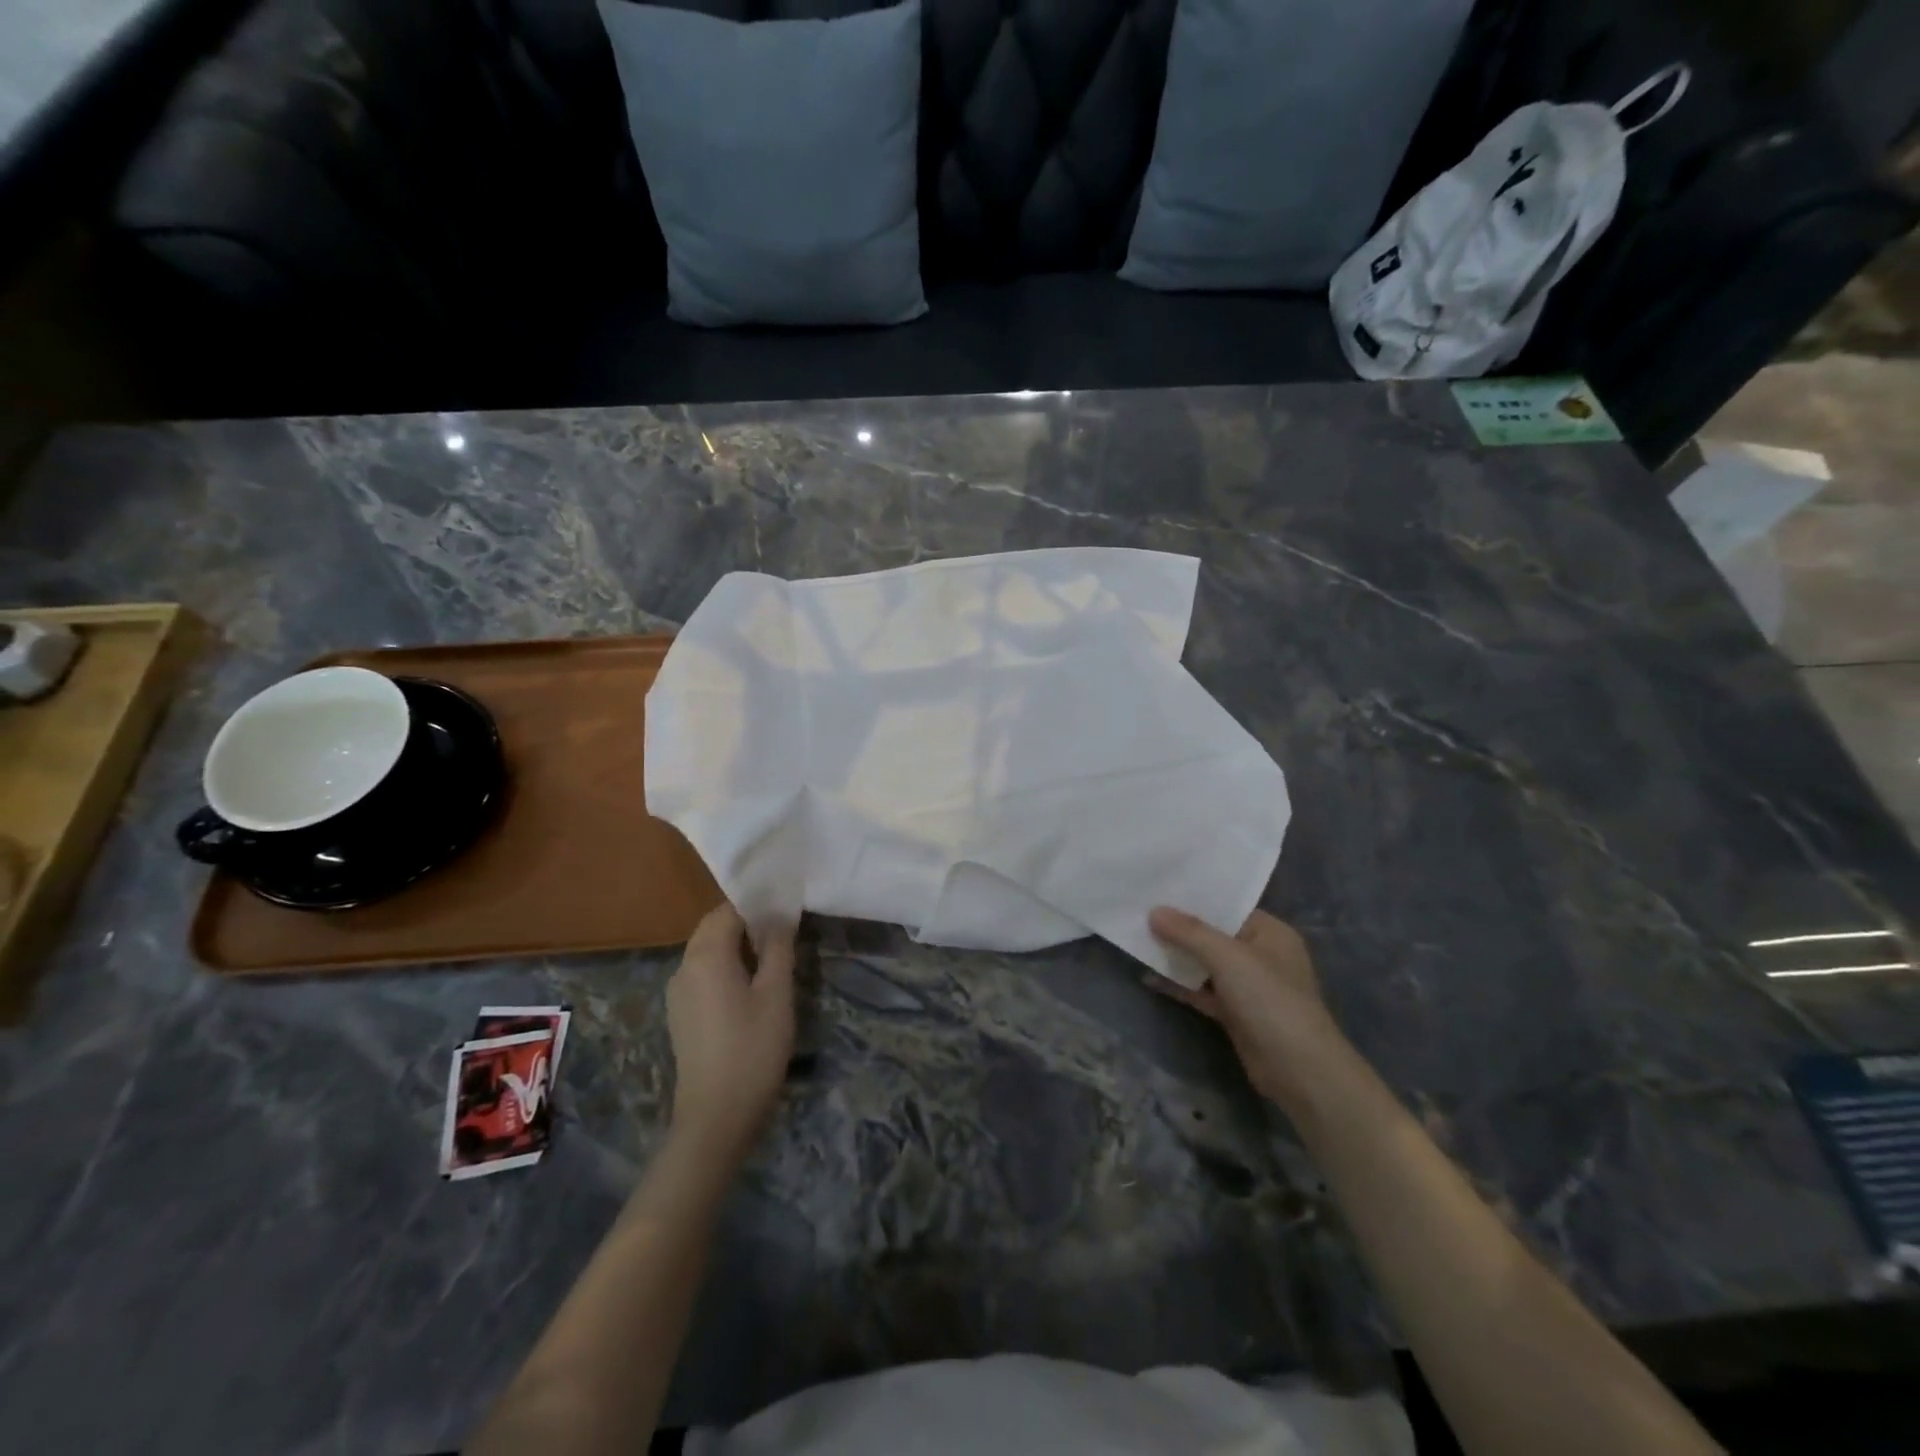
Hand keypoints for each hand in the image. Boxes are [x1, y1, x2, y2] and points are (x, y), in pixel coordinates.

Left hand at [666, 902, 795, 1167]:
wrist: (716, 1116)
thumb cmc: (753, 1049)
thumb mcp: (776, 994)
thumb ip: (778, 948)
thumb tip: (781, 914)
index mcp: (707, 955)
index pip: (730, 909)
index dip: (759, 904)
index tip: (787, 907)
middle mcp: (685, 966)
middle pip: (714, 927)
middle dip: (746, 922)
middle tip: (784, 930)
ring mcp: (678, 992)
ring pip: (707, 951)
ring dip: (736, 945)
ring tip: (772, 957)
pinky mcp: (680, 1014)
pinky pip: (703, 973)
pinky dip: (725, 966)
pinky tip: (750, 987)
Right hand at [1148, 907, 1350, 1112]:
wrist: (1299, 1070)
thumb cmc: (1270, 1000)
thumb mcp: (1229, 957)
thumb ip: (1190, 932)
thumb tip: (1154, 911)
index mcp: (1270, 933)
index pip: (1228, 908)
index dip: (1194, 899)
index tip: (1157, 890)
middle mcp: (1260, 955)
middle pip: (1213, 935)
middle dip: (1179, 928)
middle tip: (1139, 912)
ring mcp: (1248, 986)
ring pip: (1205, 964)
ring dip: (1176, 956)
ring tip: (1137, 940)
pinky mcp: (1235, 1013)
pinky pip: (1201, 990)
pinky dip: (1179, 984)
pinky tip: (1148, 977)